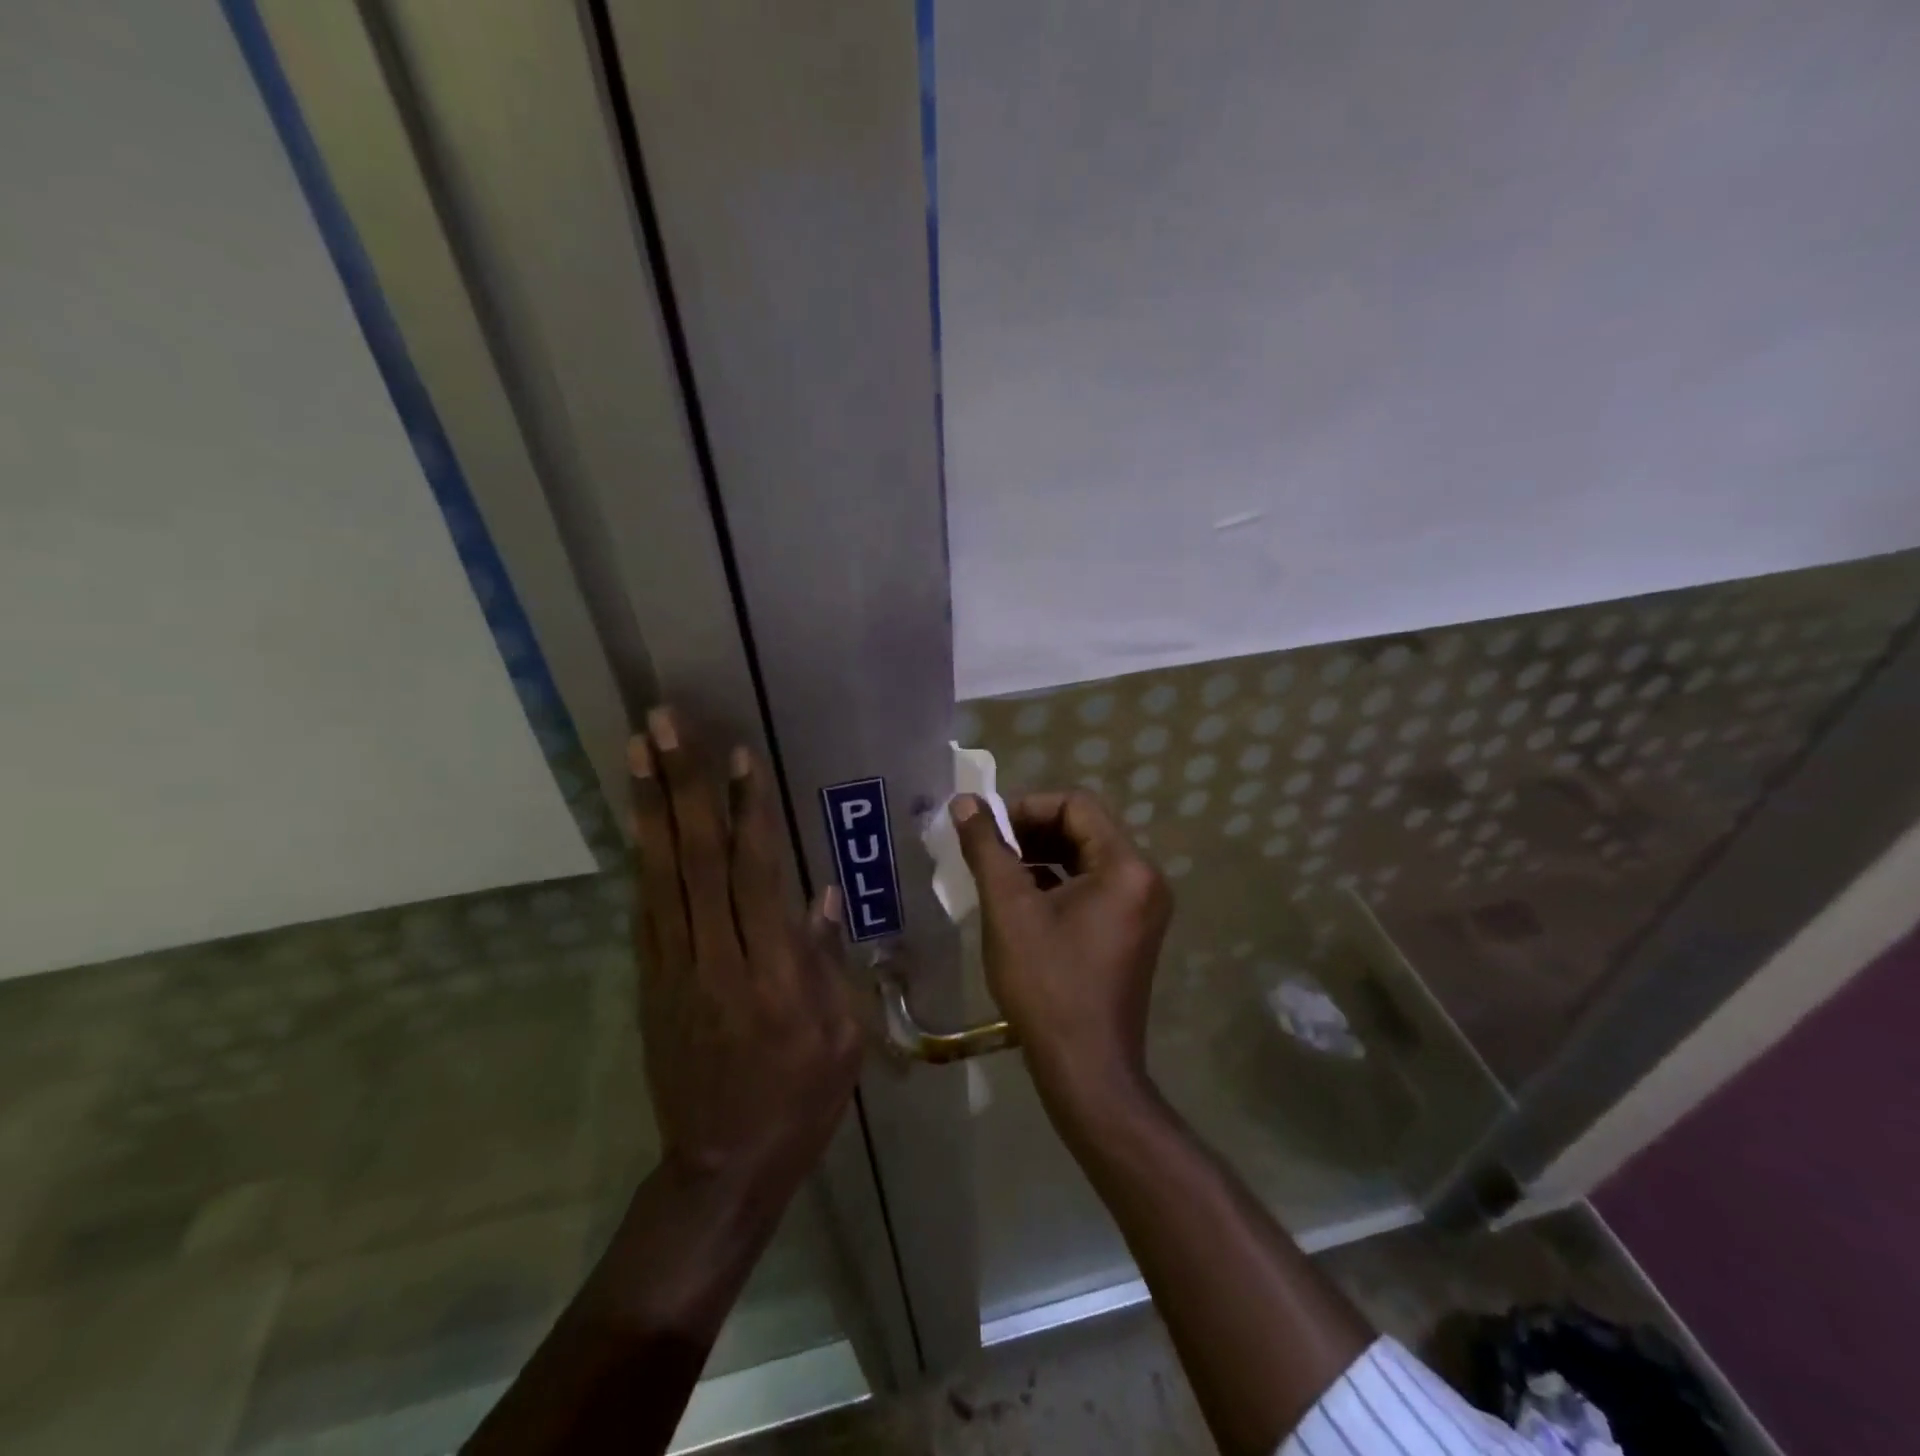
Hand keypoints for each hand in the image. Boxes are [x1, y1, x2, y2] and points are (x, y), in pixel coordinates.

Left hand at [629, 708, 861, 1205]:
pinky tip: (637, 819)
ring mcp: (674, 971)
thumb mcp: (841, 1038)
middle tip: (663, 725)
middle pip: (697, 859)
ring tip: (635, 751)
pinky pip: (645, 910)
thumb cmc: (799, 1101)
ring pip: (660, 875)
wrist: (720, 1168)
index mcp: (774, 975)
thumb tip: (822, 895)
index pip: (756, 875)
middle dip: (681, 786)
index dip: (747, 811)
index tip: (738, 755)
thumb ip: (828, 961)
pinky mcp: (650, 984)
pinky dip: (641, 858)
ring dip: (648, 808)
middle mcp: (716, 961)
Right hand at [951, 789, 1171, 1105]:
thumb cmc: (1047, 984)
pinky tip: (1022, 901)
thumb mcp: (1009, 909)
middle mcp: (1144, 879)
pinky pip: (1093, 887)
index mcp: (1126, 866)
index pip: (1076, 804)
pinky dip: (1057, 883)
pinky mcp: (1131, 931)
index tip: (988, 827)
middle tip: (988, 848)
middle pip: (1084, 829)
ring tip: (999, 872)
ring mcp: (1142, 907)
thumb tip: (965, 803)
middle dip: (1032, 831)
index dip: (1027, 807)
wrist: (1086, 1070)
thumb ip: (987, 848)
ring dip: (1041, 857)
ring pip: (1086, 858)